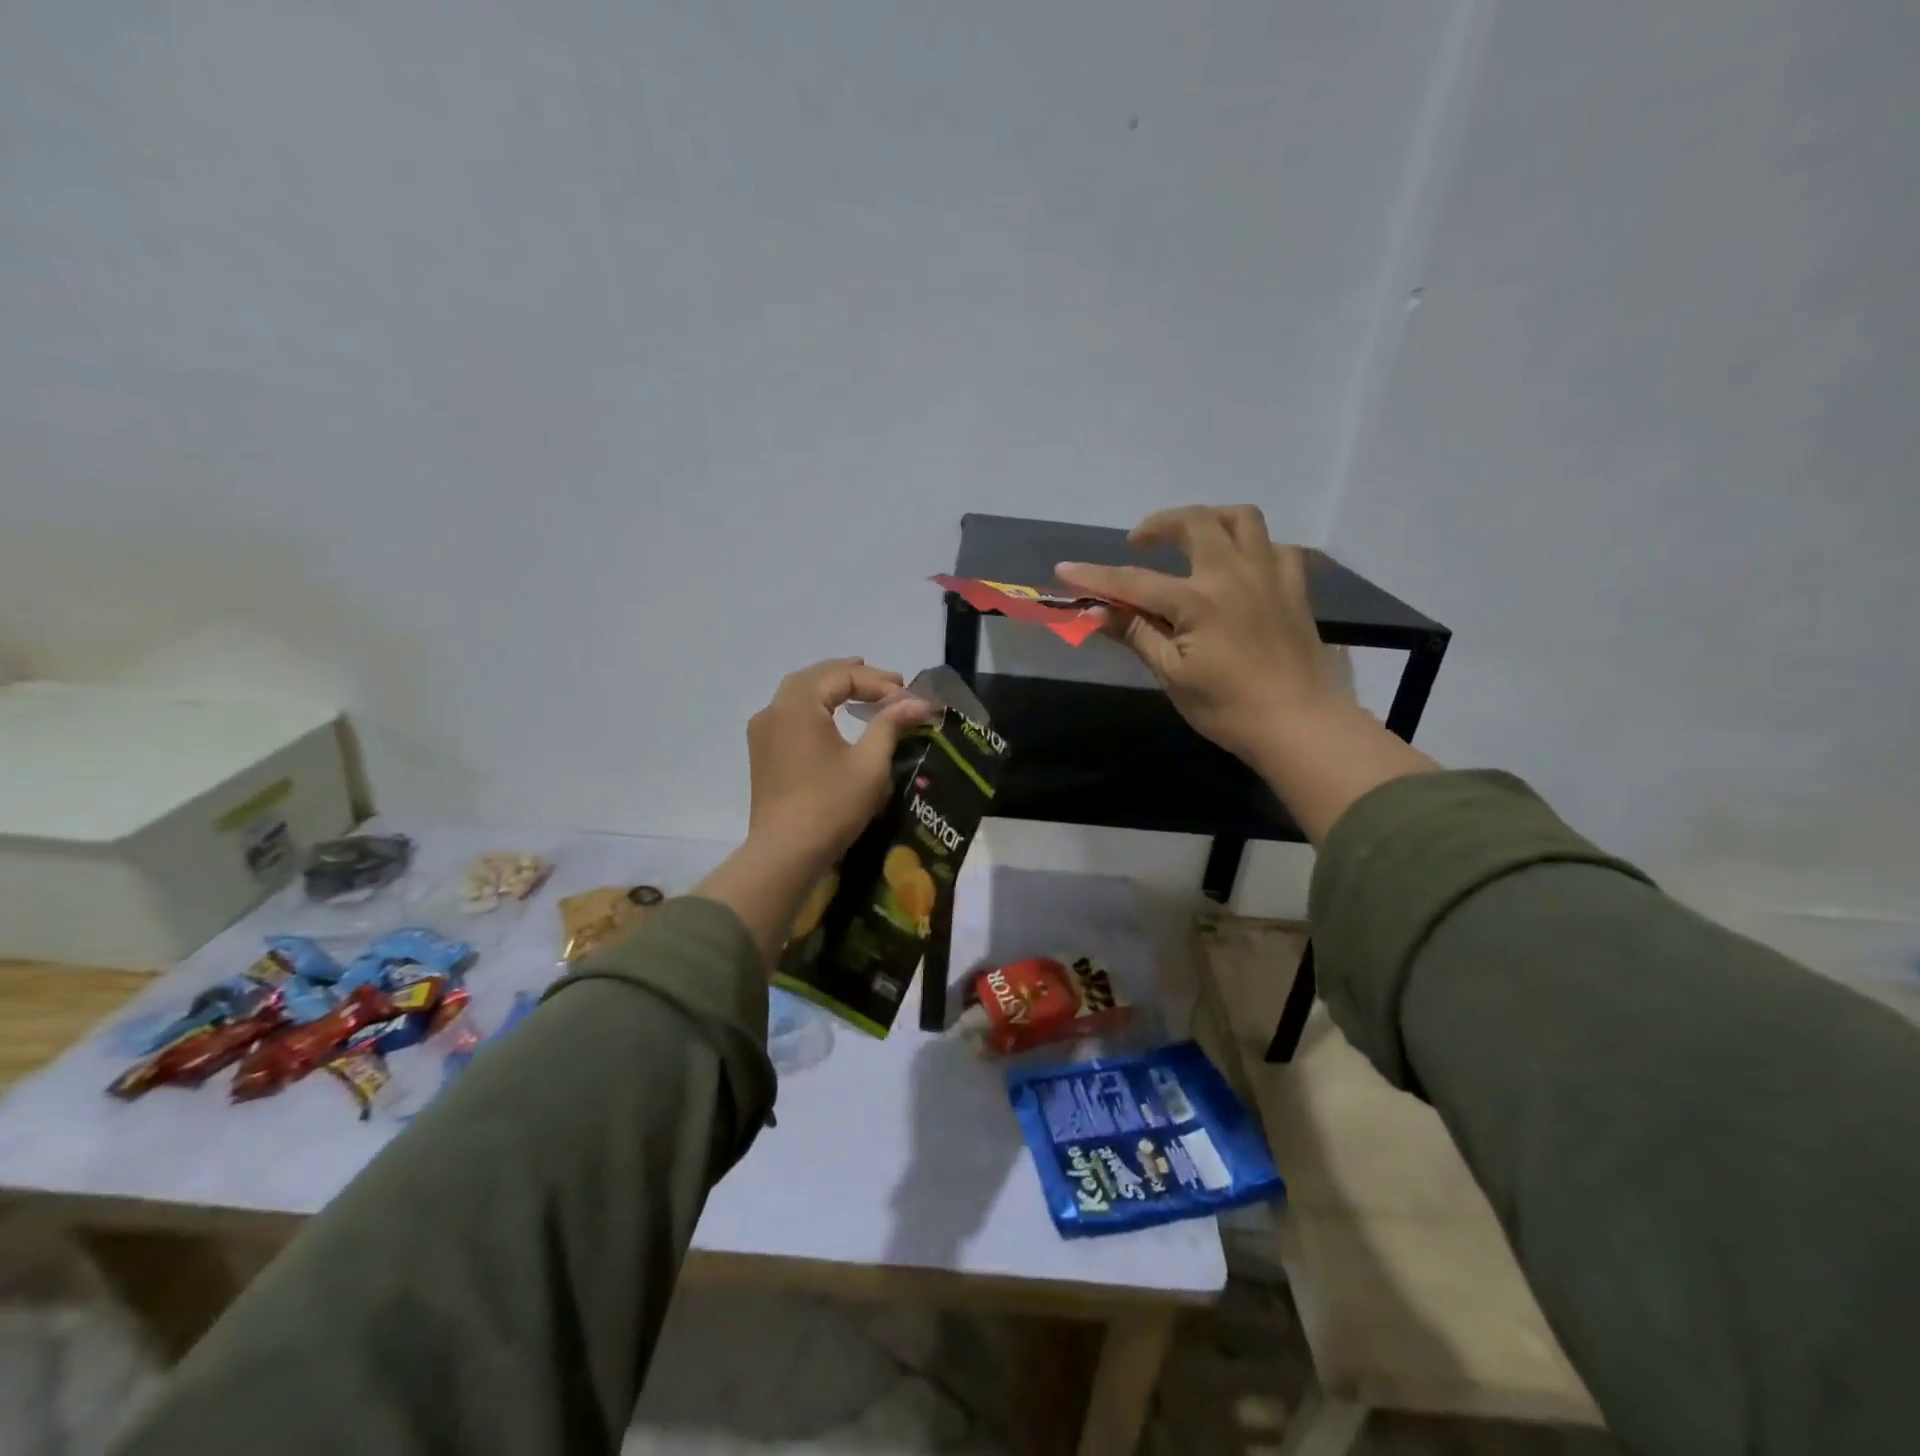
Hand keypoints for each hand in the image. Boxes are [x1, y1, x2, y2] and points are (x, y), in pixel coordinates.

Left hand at [746, 658, 931, 871]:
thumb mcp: (869, 764)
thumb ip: (890, 725)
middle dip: (855, 676)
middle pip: (817, 676)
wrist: (785, 853)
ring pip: (800, 692)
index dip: (878, 682)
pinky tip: (834, 716)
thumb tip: (918, 702)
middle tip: (890, 684)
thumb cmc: (831, 806)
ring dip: (833, 687)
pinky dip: (816, 705)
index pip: (842, 676)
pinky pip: (790, 713)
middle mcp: (774, 709)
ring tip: (863, 689)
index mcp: (798, 705)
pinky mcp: (762, 751)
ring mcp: (763, 731)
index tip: (909, 696)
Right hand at [1060, 506, 1436, 842]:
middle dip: (1159, 524)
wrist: (1300, 725)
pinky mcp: (1294, 588)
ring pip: (1243, 518)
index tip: (1064, 569)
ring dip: (1210, 520)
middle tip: (1138, 544)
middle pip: (1195, 522)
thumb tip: (1094, 611)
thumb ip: (1136, 633)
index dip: (1095, 575)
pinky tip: (1239, 568)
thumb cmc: (1227, 708)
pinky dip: (1252, 547)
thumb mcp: (1172, 674)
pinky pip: (1275, 547)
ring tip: (1191, 541)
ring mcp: (1270, 576)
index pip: (1134, 581)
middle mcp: (1234, 574)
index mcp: (1198, 600)